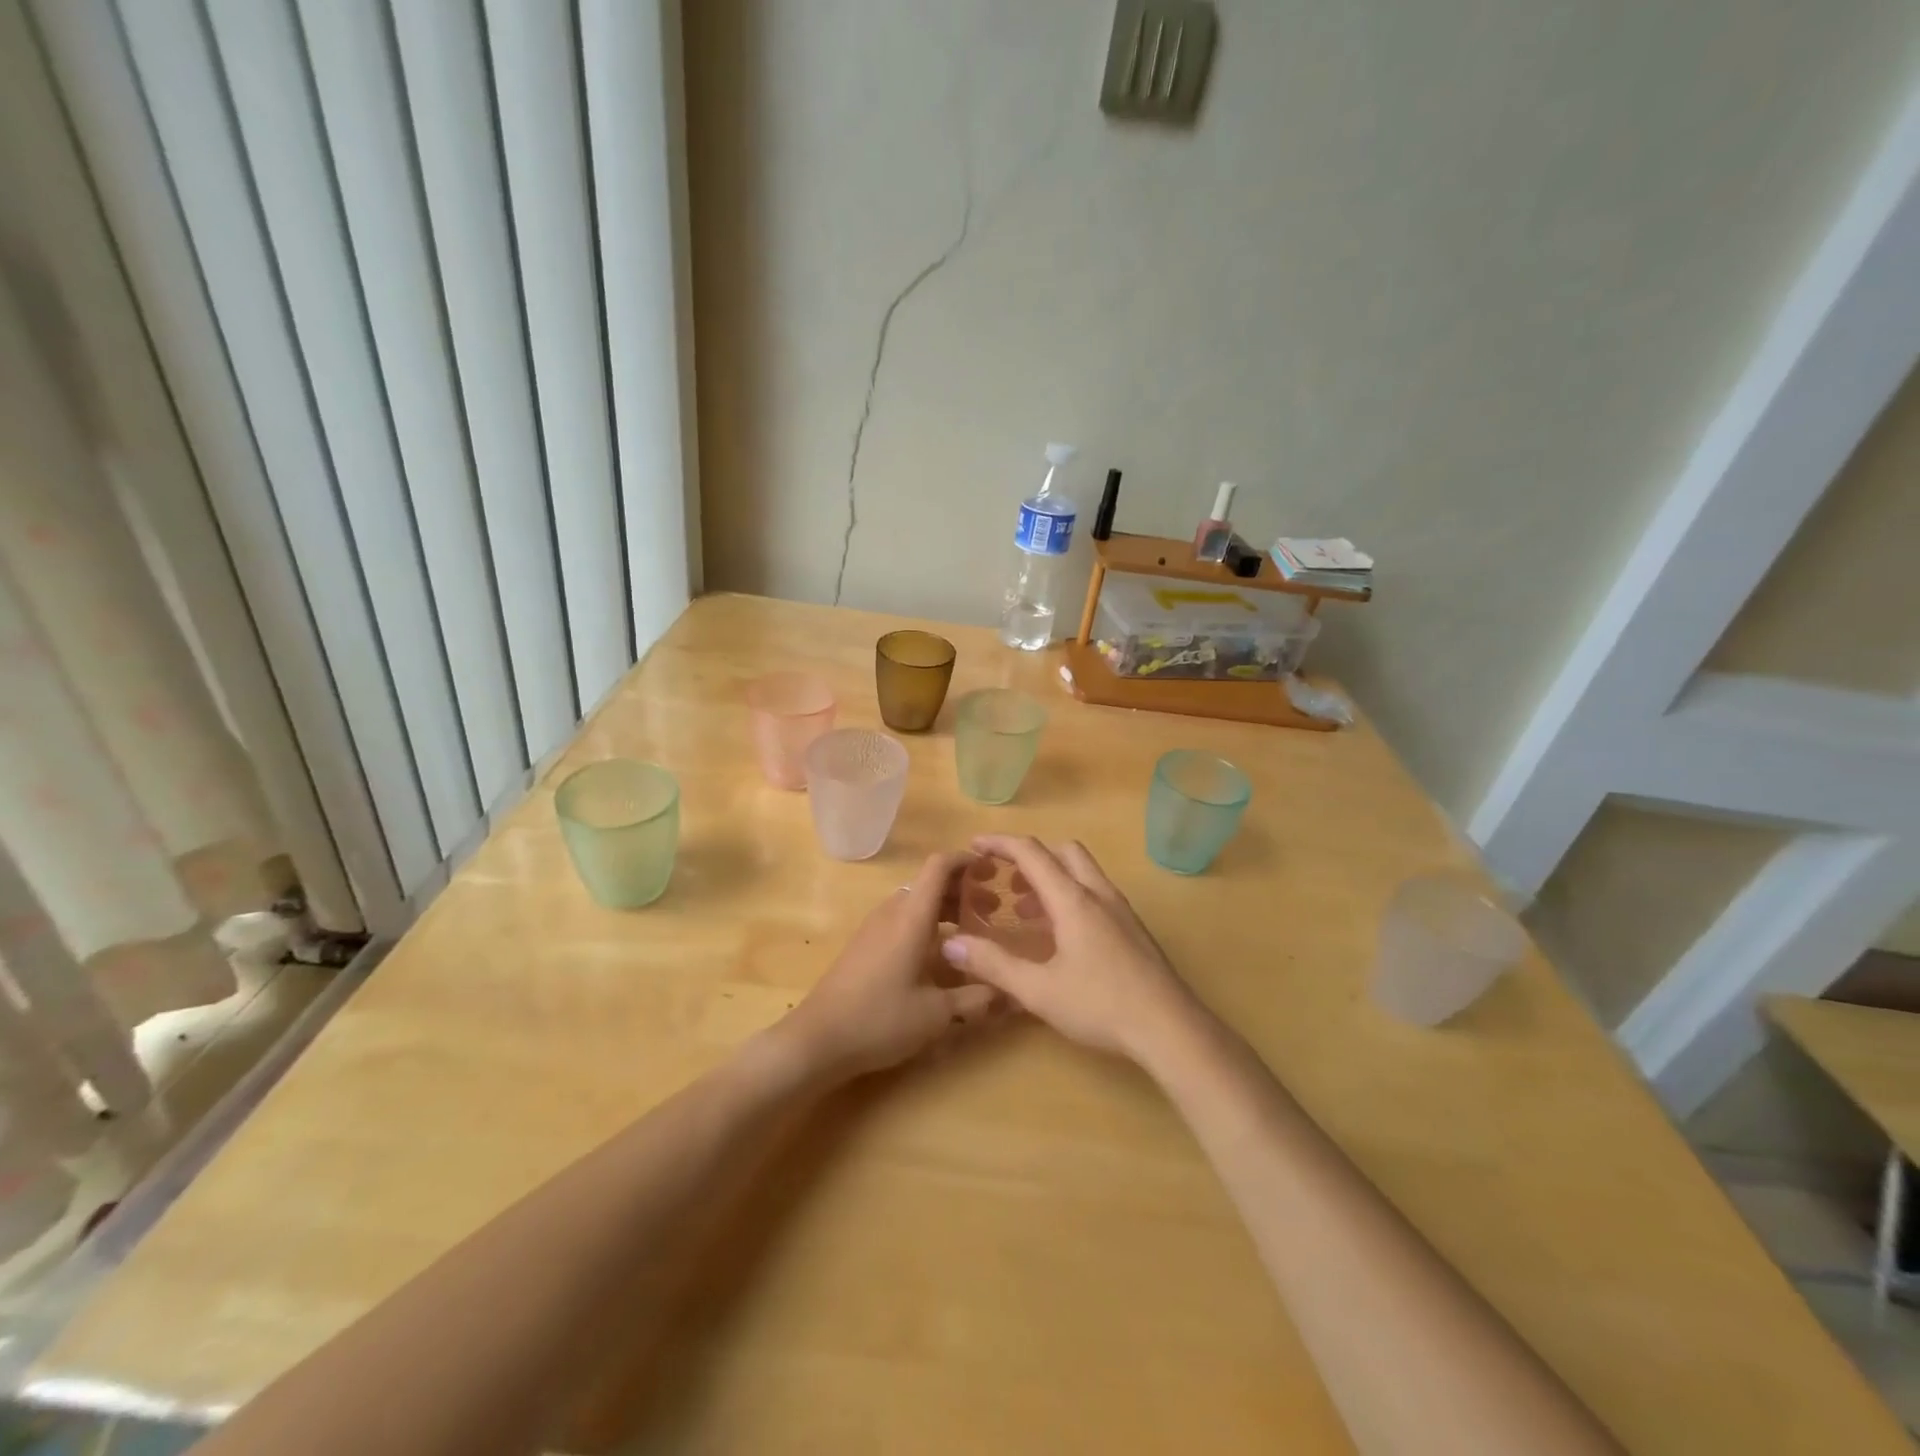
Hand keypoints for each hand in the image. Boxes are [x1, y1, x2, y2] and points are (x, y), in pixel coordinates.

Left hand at [779, 852, 999, 1080]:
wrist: (817, 1040)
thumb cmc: (880, 1019)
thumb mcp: (936, 1015)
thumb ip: (977, 999)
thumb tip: (1014, 994)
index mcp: (911, 917)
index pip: (939, 866)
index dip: (966, 860)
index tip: (993, 869)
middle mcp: (892, 912)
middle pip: (930, 883)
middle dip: (963, 890)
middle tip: (994, 910)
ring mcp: (874, 927)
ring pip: (915, 902)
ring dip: (944, 908)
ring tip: (972, 932)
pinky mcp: (864, 944)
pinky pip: (902, 919)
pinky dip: (926, 923)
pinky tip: (939, 955)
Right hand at [940, 835, 1203, 1064]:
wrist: (1170, 1028)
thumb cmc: (1101, 1005)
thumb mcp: (1038, 990)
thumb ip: (994, 965)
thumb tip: (951, 945)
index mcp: (1073, 899)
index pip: (1032, 853)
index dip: (1000, 843)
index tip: (974, 845)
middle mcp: (1098, 894)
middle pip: (1063, 852)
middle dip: (1031, 857)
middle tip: (1005, 879)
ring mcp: (1121, 910)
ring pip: (1082, 873)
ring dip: (1052, 878)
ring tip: (1025, 910)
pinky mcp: (1133, 929)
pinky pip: (1095, 894)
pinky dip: (1070, 897)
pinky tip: (1060, 936)